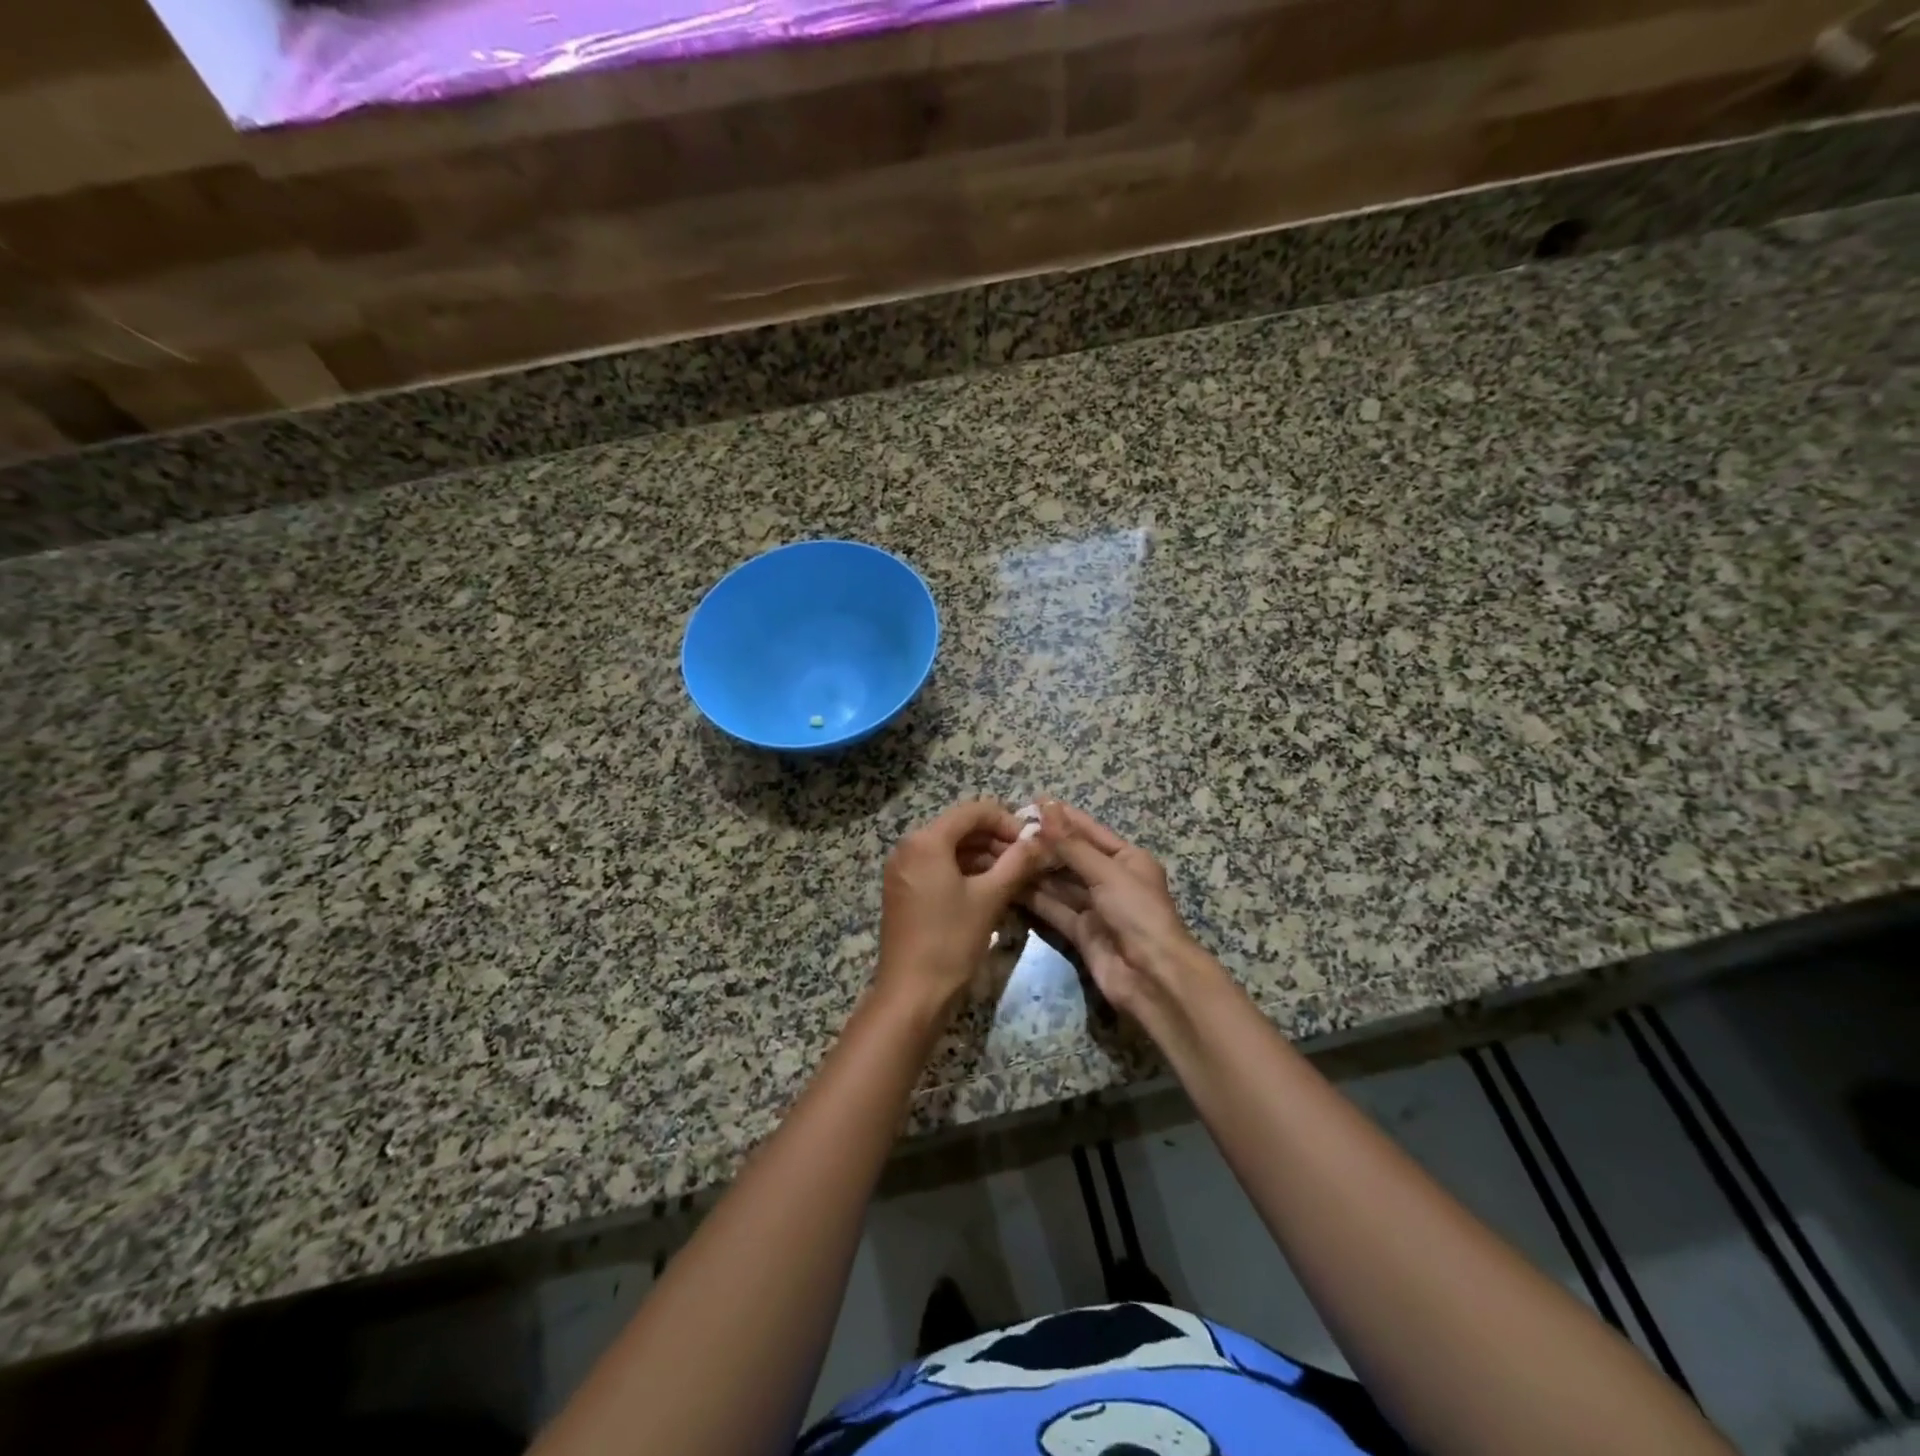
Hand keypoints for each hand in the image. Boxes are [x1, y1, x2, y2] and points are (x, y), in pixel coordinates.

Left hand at [876, 799, 1048, 1020]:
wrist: (911, 994)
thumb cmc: (950, 941)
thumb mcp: (990, 898)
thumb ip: (1018, 862)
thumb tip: (1042, 840)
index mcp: (926, 841)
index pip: (974, 811)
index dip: (1008, 821)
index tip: (1033, 843)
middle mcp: (908, 846)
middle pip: (961, 828)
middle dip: (997, 841)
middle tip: (1028, 862)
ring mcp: (903, 869)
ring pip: (951, 849)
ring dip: (984, 857)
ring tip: (1016, 877)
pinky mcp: (904, 890)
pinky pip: (938, 867)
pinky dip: (965, 872)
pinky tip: (990, 889)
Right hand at [1025, 801, 1215, 1023]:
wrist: (1151, 976)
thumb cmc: (1137, 913)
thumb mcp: (1106, 872)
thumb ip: (1071, 844)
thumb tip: (1046, 807)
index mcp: (1127, 859)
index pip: (1090, 832)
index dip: (1063, 817)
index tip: (1032, 802)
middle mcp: (1111, 880)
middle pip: (1072, 858)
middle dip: (1043, 845)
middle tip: (1007, 831)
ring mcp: (1095, 908)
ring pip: (1059, 884)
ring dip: (1034, 871)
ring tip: (1001, 853)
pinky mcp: (1080, 932)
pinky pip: (1053, 909)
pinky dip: (1033, 898)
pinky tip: (1008, 884)